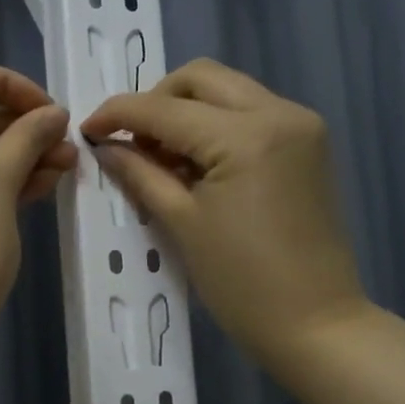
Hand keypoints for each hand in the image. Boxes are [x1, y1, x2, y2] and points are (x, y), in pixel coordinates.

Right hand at [81, 59, 367, 369]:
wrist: (317, 325)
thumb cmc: (243, 284)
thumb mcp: (181, 224)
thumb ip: (140, 174)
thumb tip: (105, 146)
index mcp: (246, 136)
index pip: (165, 108)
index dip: (119, 114)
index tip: (87, 128)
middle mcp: (279, 113)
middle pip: (201, 78)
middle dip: (157, 101)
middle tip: (133, 143)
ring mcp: (300, 124)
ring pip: (227, 90)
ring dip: (187, 111)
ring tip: (163, 158)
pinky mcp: (308, 142)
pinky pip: (250, 112)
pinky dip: (216, 124)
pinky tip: (198, 162)